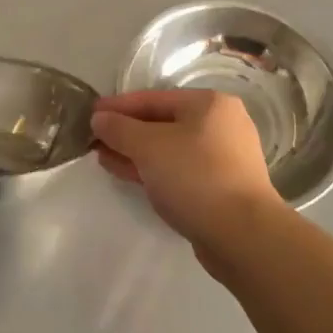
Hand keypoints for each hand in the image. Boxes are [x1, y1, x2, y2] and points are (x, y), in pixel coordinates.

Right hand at [91, 90, 280, 243]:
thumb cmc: (195, 176)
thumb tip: (99, 118)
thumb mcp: (149, 147)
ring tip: (103, 158)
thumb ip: (119, 128)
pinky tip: (129, 174)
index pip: (153, 98)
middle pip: (162, 123)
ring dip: (136, 153)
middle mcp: (221, 124)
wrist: (242, 234)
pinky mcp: (221, 186)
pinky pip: (179, 169)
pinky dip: (153, 169)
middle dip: (126, 132)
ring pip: (170, 148)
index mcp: (209, 104)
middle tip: (94, 139)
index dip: (118, 106)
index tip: (90, 113)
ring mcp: (224, 157)